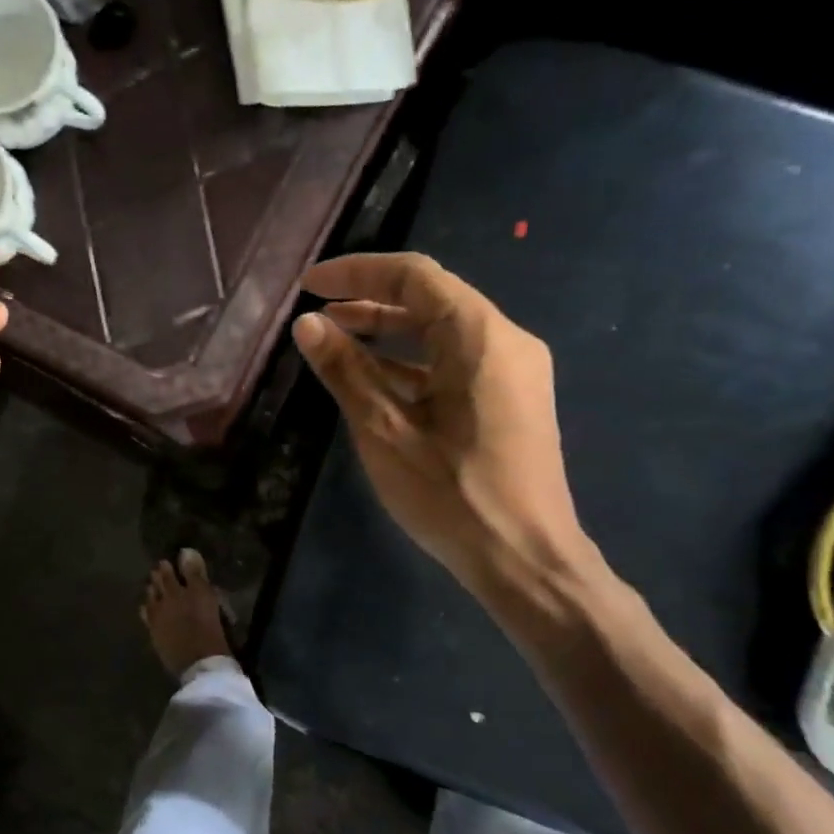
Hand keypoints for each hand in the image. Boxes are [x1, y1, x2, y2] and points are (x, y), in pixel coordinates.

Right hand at [291, 252, 587, 592]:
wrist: (525, 561)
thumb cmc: (451, 493)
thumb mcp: (384, 430)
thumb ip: (345, 371)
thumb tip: (307, 325)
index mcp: (479, 336)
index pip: (414, 276)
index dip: (356, 272)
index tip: (309, 285)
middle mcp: (505, 341)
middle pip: (431, 299)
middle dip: (369, 301)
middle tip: (317, 314)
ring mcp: (513, 373)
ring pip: (442, 333)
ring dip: (388, 333)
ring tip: (335, 341)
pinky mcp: (510, 401)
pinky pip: (454, 363)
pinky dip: (411, 363)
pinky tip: (373, 381)